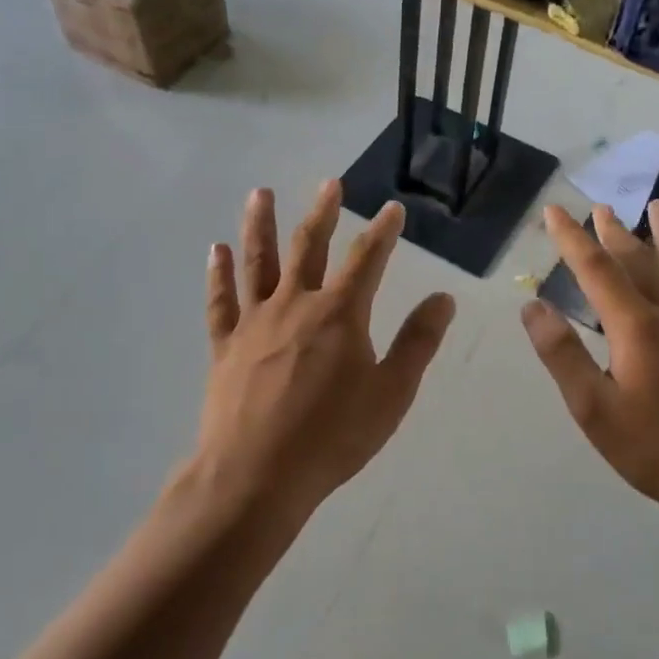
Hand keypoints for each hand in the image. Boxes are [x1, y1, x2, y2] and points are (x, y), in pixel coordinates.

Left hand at [195, 180, 455, 521]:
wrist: (256, 475)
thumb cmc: (332, 437)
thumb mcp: (391, 394)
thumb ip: (417, 343)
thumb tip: (443, 298)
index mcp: (340, 313)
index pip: (367, 259)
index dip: (383, 231)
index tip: (392, 208)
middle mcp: (295, 303)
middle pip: (308, 246)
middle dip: (323, 212)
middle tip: (329, 183)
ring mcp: (255, 321)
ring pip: (258, 261)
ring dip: (259, 224)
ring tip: (259, 193)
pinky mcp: (225, 344)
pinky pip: (220, 301)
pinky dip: (218, 274)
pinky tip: (216, 250)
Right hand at [520, 203, 658, 527]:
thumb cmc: (656, 449)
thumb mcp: (593, 409)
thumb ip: (562, 355)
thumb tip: (533, 306)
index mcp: (635, 327)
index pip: (596, 271)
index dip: (572, 239)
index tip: (554, 211)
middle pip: (640, 262)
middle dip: (615, 233)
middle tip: (600, 208)